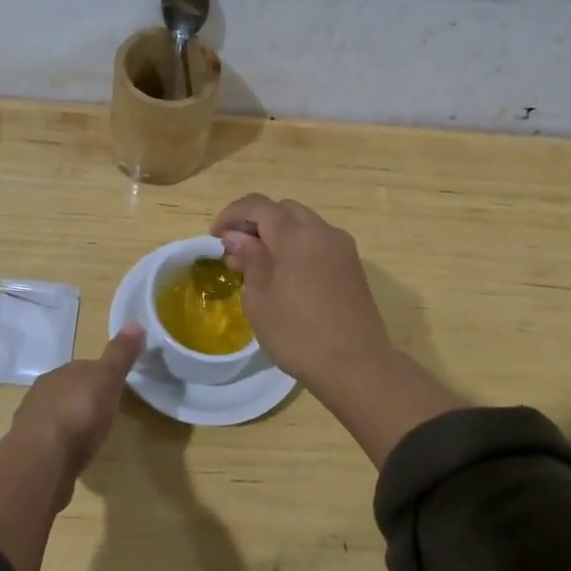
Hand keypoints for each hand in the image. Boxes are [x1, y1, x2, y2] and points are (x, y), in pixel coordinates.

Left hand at [11, 325, 143, 481]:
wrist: (43, 456)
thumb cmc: (80, 411)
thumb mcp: (108, 378)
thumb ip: (120, 354)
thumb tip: (136, 323)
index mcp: (62, 372)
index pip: (84, 367)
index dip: (100, 375)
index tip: (114, 386)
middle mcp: (44, 391)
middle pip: (68, 390)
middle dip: (83, 398)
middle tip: (104, 412)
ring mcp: (33, 421)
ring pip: (56, 415)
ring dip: (69, 422)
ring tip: (88, 436)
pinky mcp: (30, 450)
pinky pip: (49, 441)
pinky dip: (60, 444)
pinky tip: (70, 455)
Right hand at [210, 195, 391, 392]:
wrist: (356, 365)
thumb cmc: (298, 333)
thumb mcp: (259, 298)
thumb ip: (249, 259)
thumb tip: (237, 237)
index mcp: (296, 235)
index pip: (258, 205)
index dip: (232, 214)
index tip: (214, 236)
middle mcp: (322, 231)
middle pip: (283, 210)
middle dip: (256, 221)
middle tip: (235, 248)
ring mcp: (342, 248)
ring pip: (304, 224)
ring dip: (278, 233)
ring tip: (258, 263)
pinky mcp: (352, 266)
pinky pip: (319, 242)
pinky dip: (297, 246)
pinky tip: (285, 274)